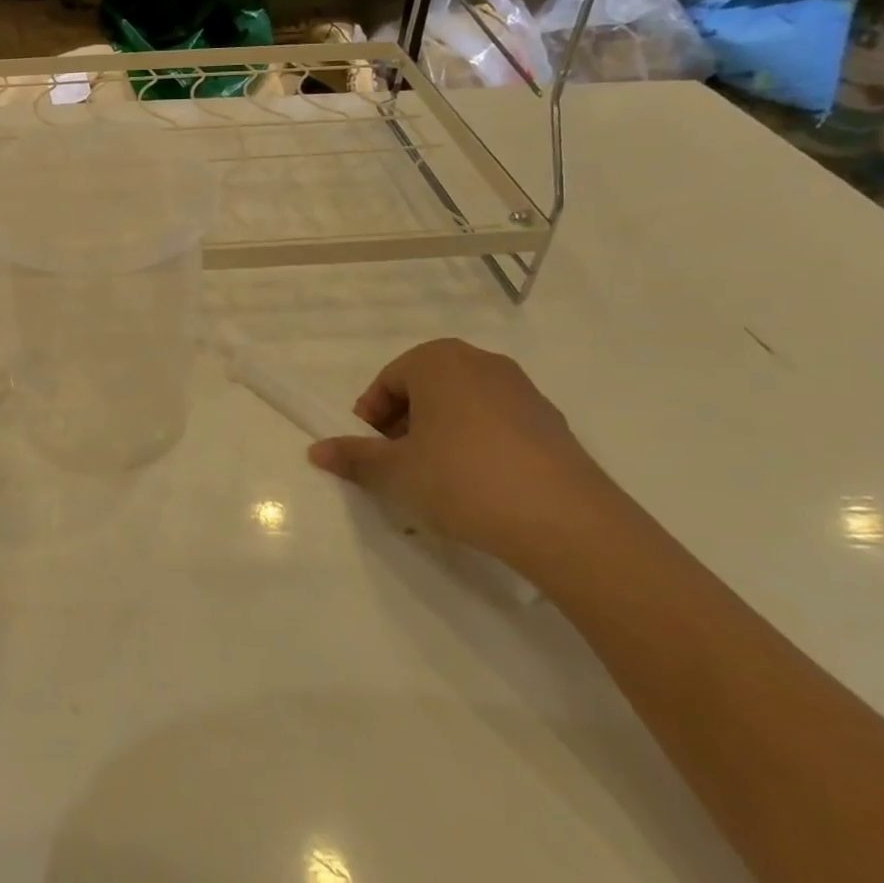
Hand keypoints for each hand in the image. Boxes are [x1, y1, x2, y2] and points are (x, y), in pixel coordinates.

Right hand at [307, 339, 634, 572]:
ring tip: (437, 483)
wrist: (566, 522)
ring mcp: (524, 392)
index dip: (370, 418)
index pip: (387, 381)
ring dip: (440, 438)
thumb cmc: (462, 479)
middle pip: (425, 390)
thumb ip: (354, 457)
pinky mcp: (552, 425)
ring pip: (462, 408)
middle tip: (398, 468)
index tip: (370, 454)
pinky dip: (477, 448)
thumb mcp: (395, 472)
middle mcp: (482, 363)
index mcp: (439, 360)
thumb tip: (317, 451)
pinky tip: (479, 489)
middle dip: (404, 426)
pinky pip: (497, 427)